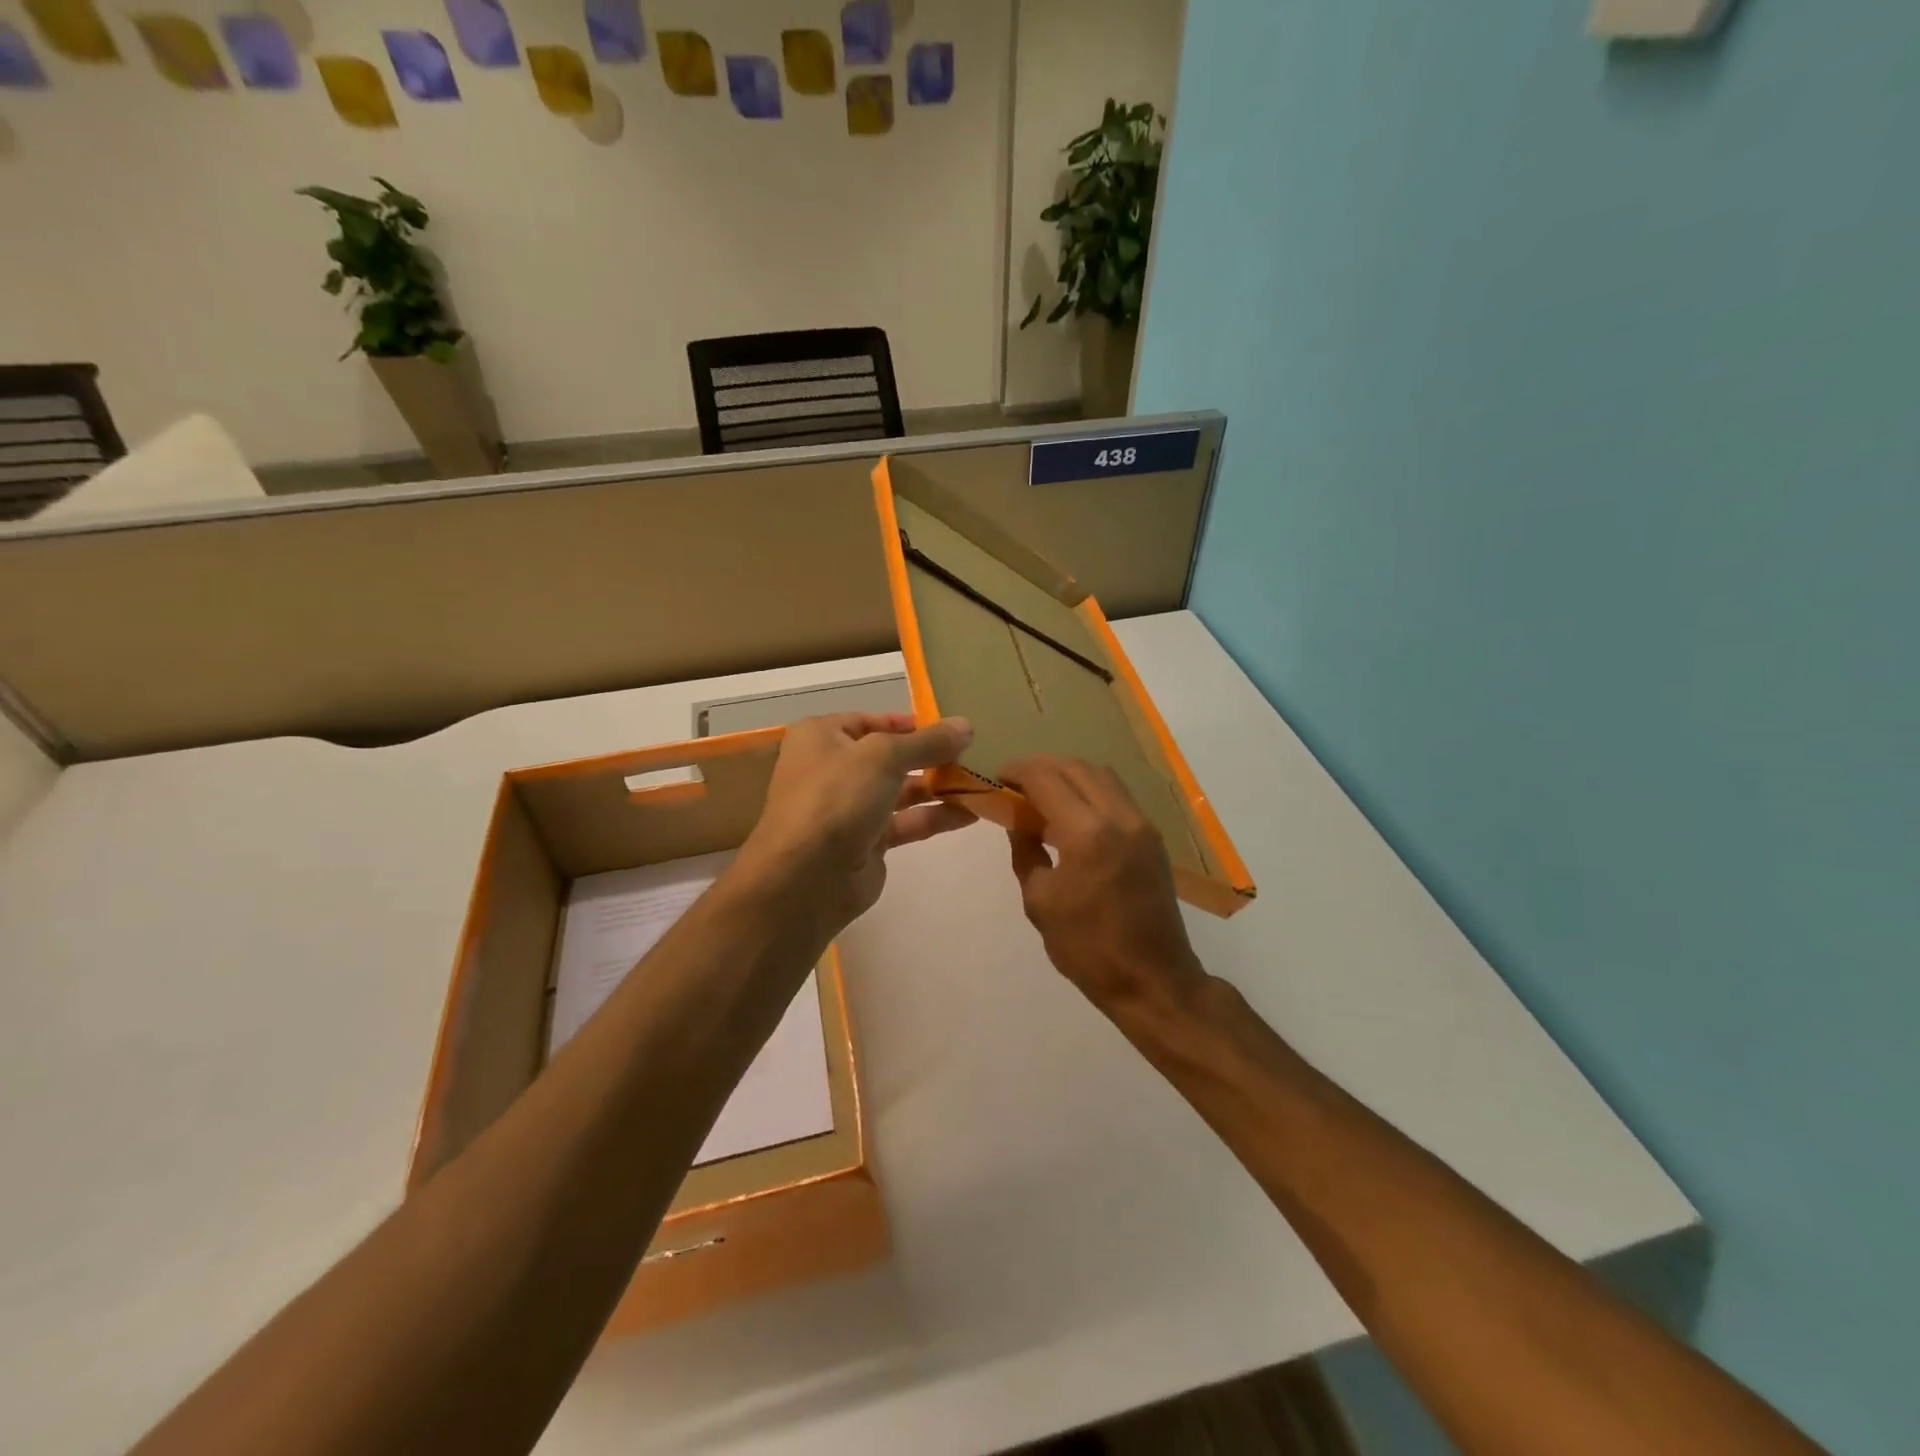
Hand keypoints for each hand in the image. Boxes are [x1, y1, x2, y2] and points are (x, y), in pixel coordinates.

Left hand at [735, 712, 976, 937]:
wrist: (807, 877)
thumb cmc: (837, 797)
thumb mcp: (884, 756)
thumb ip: (928, 741)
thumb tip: (966, 725)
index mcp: (821, 737)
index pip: (870, 721)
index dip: (908, 723)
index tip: (949, 727)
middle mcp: (832, 768)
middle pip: (889, 756)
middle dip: (930, 755)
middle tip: (973, 752)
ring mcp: (849, 808)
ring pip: (900, 790)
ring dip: (938, 786)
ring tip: (980, 780)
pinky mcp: (867, 842)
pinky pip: (907, 822)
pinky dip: (936, 817)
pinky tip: (972, 813)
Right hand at [1001, 755, 1207, 1019]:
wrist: (1152, 980)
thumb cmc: (1087, 948)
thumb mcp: (1040, 902)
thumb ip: (1027, 852)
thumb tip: (1019, 822)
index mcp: (1086, 834)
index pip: (1047, 780)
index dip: (1019, 771)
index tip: (998, 777)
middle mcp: (1119, 818)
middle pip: (1077, 768)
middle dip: (1043, 766)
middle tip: (1017, 781)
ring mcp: (1142, 825)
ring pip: (1102, 776)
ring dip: (1069, 774)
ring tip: (1043, 792)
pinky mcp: (1152, 838)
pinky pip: (1118, 795)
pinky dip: (1091, 790)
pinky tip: (1073, 811)